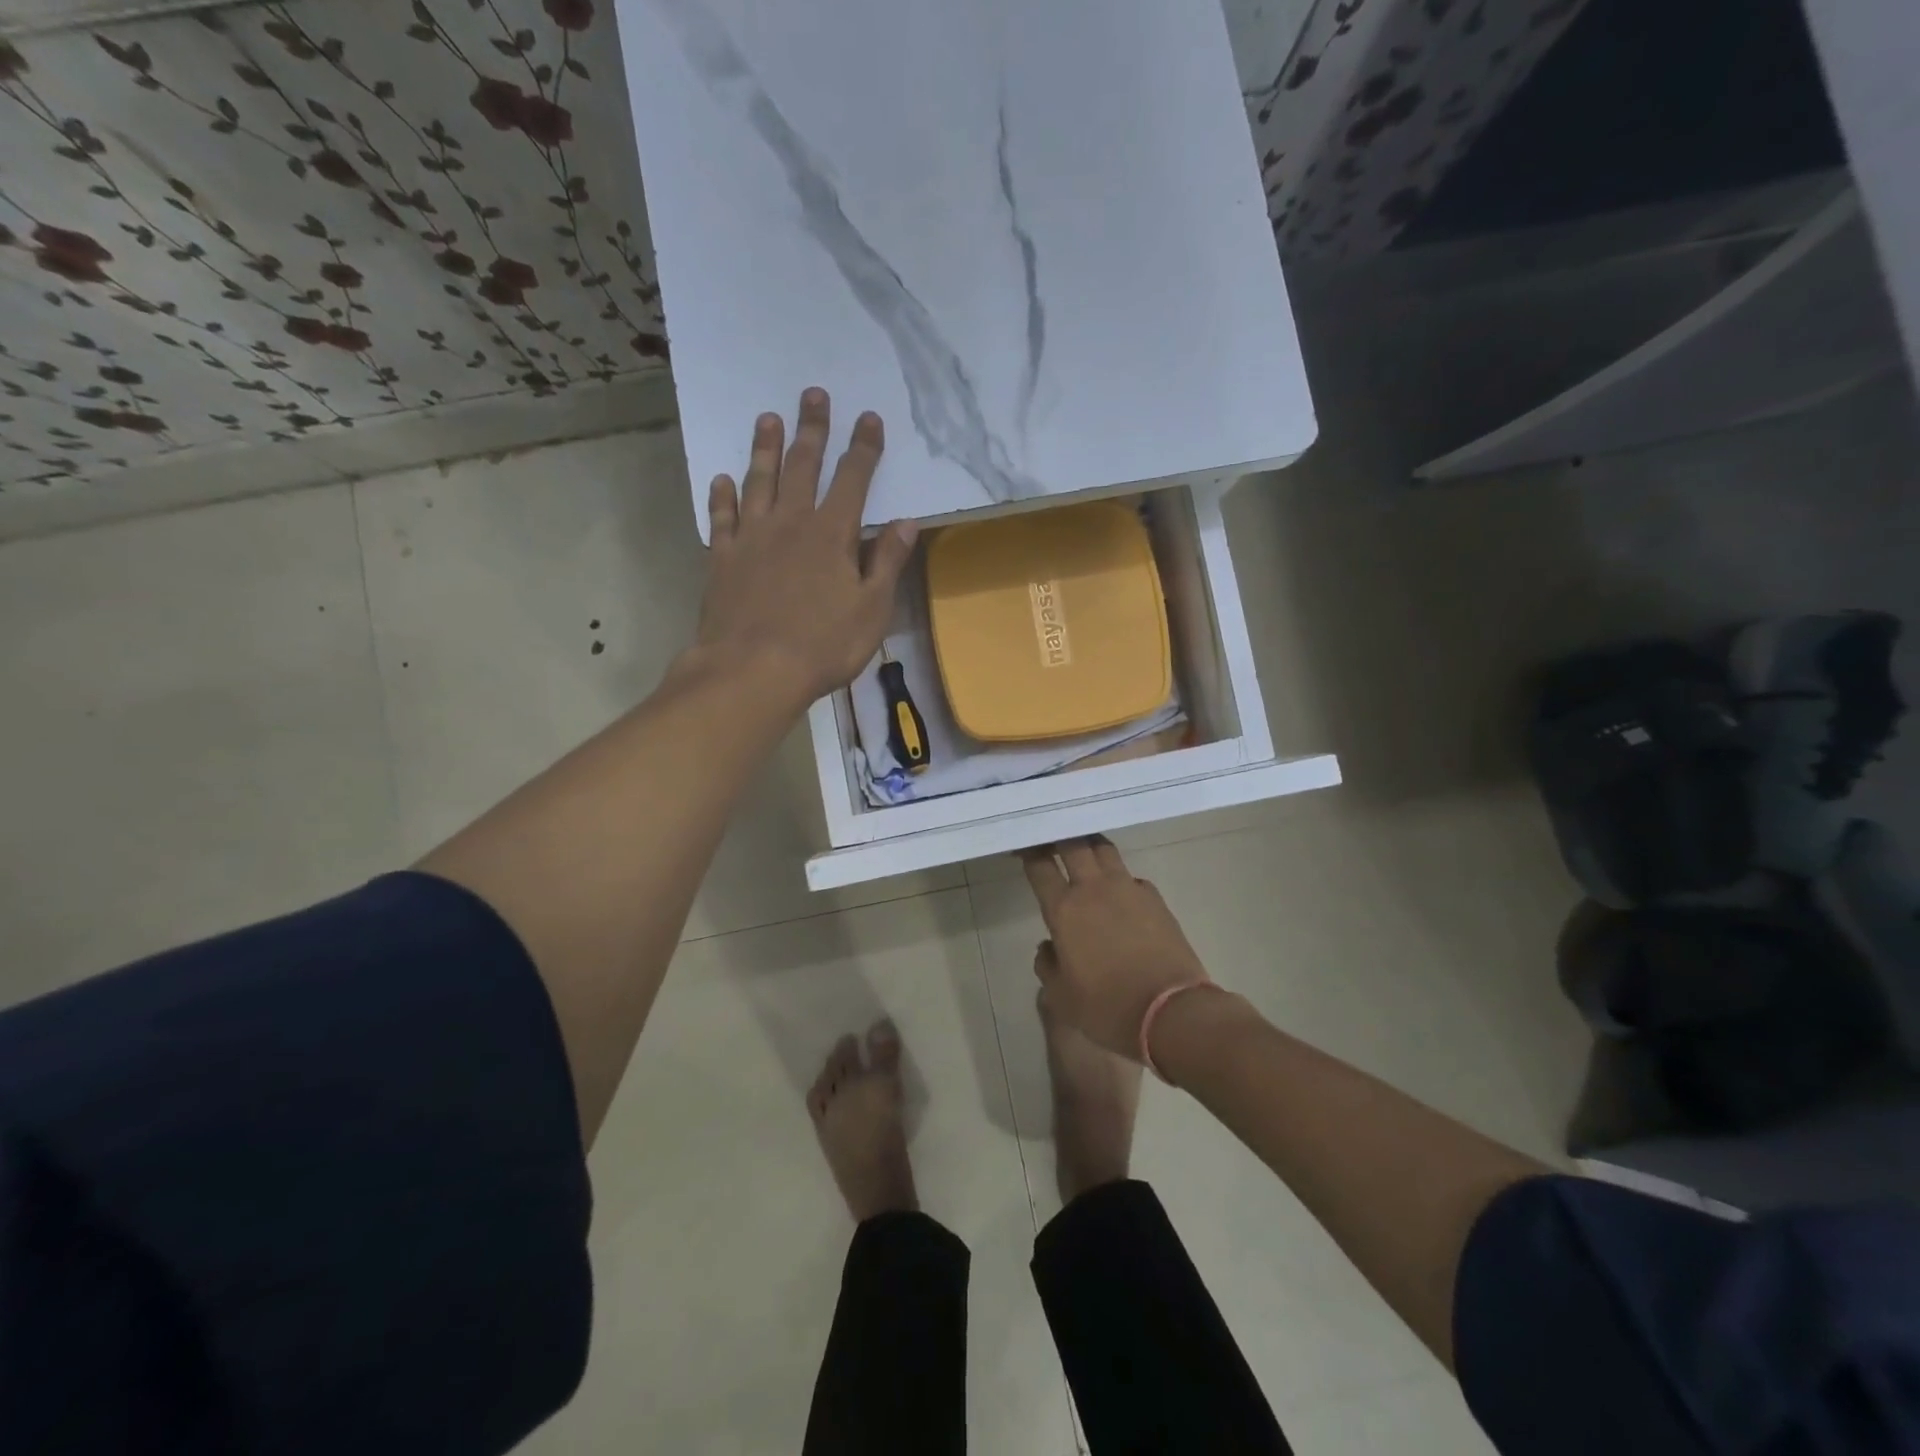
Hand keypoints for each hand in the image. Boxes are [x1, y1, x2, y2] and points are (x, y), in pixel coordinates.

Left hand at [695, 387, 917, 712]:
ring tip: (767, 418)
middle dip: (812, 429)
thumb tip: (906, 523)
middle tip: (813, 394)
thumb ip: (888, 563)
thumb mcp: (871, 610)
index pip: (853, 480)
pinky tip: (723, 479)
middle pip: (803, 467)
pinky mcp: (722, 559)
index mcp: (832, 535)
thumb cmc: (823, 645)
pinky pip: (721, 518)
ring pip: (759, 481)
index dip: (863, 448)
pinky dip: (723, 496)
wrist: (753, 671)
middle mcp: (790, 523)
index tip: (869, 418)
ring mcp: (751, 538)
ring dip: (765, 448)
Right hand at [1021, 837, 1210, 1059]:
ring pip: (1105, 850)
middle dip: (1059, 836)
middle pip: (1074, 844)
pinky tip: (1119, 892)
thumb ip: (1047, 965)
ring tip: (1084, 850)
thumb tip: (1049, 947)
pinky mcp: (1156, 899)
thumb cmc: (1108, 1008)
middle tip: (1051, 837)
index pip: (1040, 866)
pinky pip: (1131, 876)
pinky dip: (1119, 877)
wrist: (1172, 1012)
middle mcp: (1094, 889)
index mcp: (1064, 910)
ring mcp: (1129, 889)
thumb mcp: (1061, 998)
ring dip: (1090, 845)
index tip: (1023, 846)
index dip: (1029, 851)